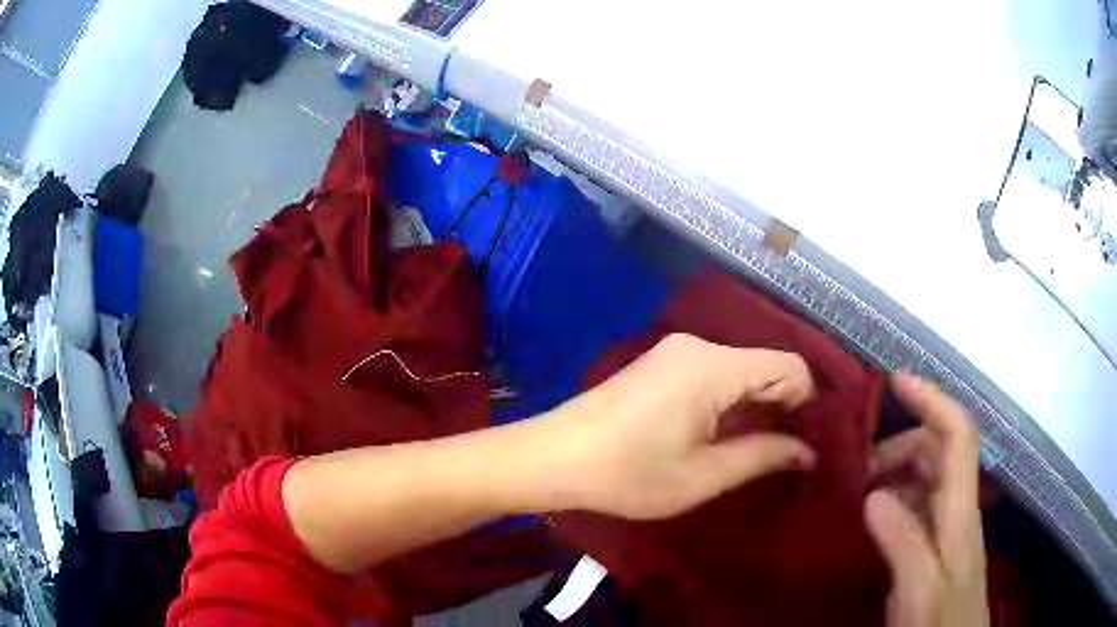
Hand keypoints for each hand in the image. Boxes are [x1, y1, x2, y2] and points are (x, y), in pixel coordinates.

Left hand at [548, 333, 817, 519]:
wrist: (553, 458)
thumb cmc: (629, 473)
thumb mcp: (704, 475)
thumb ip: (764, 457)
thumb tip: (809, 452)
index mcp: (714, 365)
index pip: (788, 364)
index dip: (807, 400)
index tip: (808, 441)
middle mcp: (699, 346)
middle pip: (764, 366)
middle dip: (784, 407)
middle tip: (790, 454)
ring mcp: (676, 354)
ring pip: (739, 373)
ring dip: (756, 409)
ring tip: (762, 452)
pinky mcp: (660, 366)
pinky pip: (713, 377)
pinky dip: (730, 405)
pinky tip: (727, 438)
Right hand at [865, 374, 988, 626]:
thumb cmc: (940, 620)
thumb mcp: (919, 589)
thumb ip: (903, 543)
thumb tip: (874, 494)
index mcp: (960, 510)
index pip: (957, 434)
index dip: (932, 399)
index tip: (895, 382)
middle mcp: (958, 506)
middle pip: (937, 449)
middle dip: (899, 443)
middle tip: (855, 468)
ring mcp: (947, 524)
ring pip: (925, 474)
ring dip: (893, 470)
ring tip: (856, 491)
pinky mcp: (935, 542)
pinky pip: (916, 503)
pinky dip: (892, 497)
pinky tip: (870, 517)